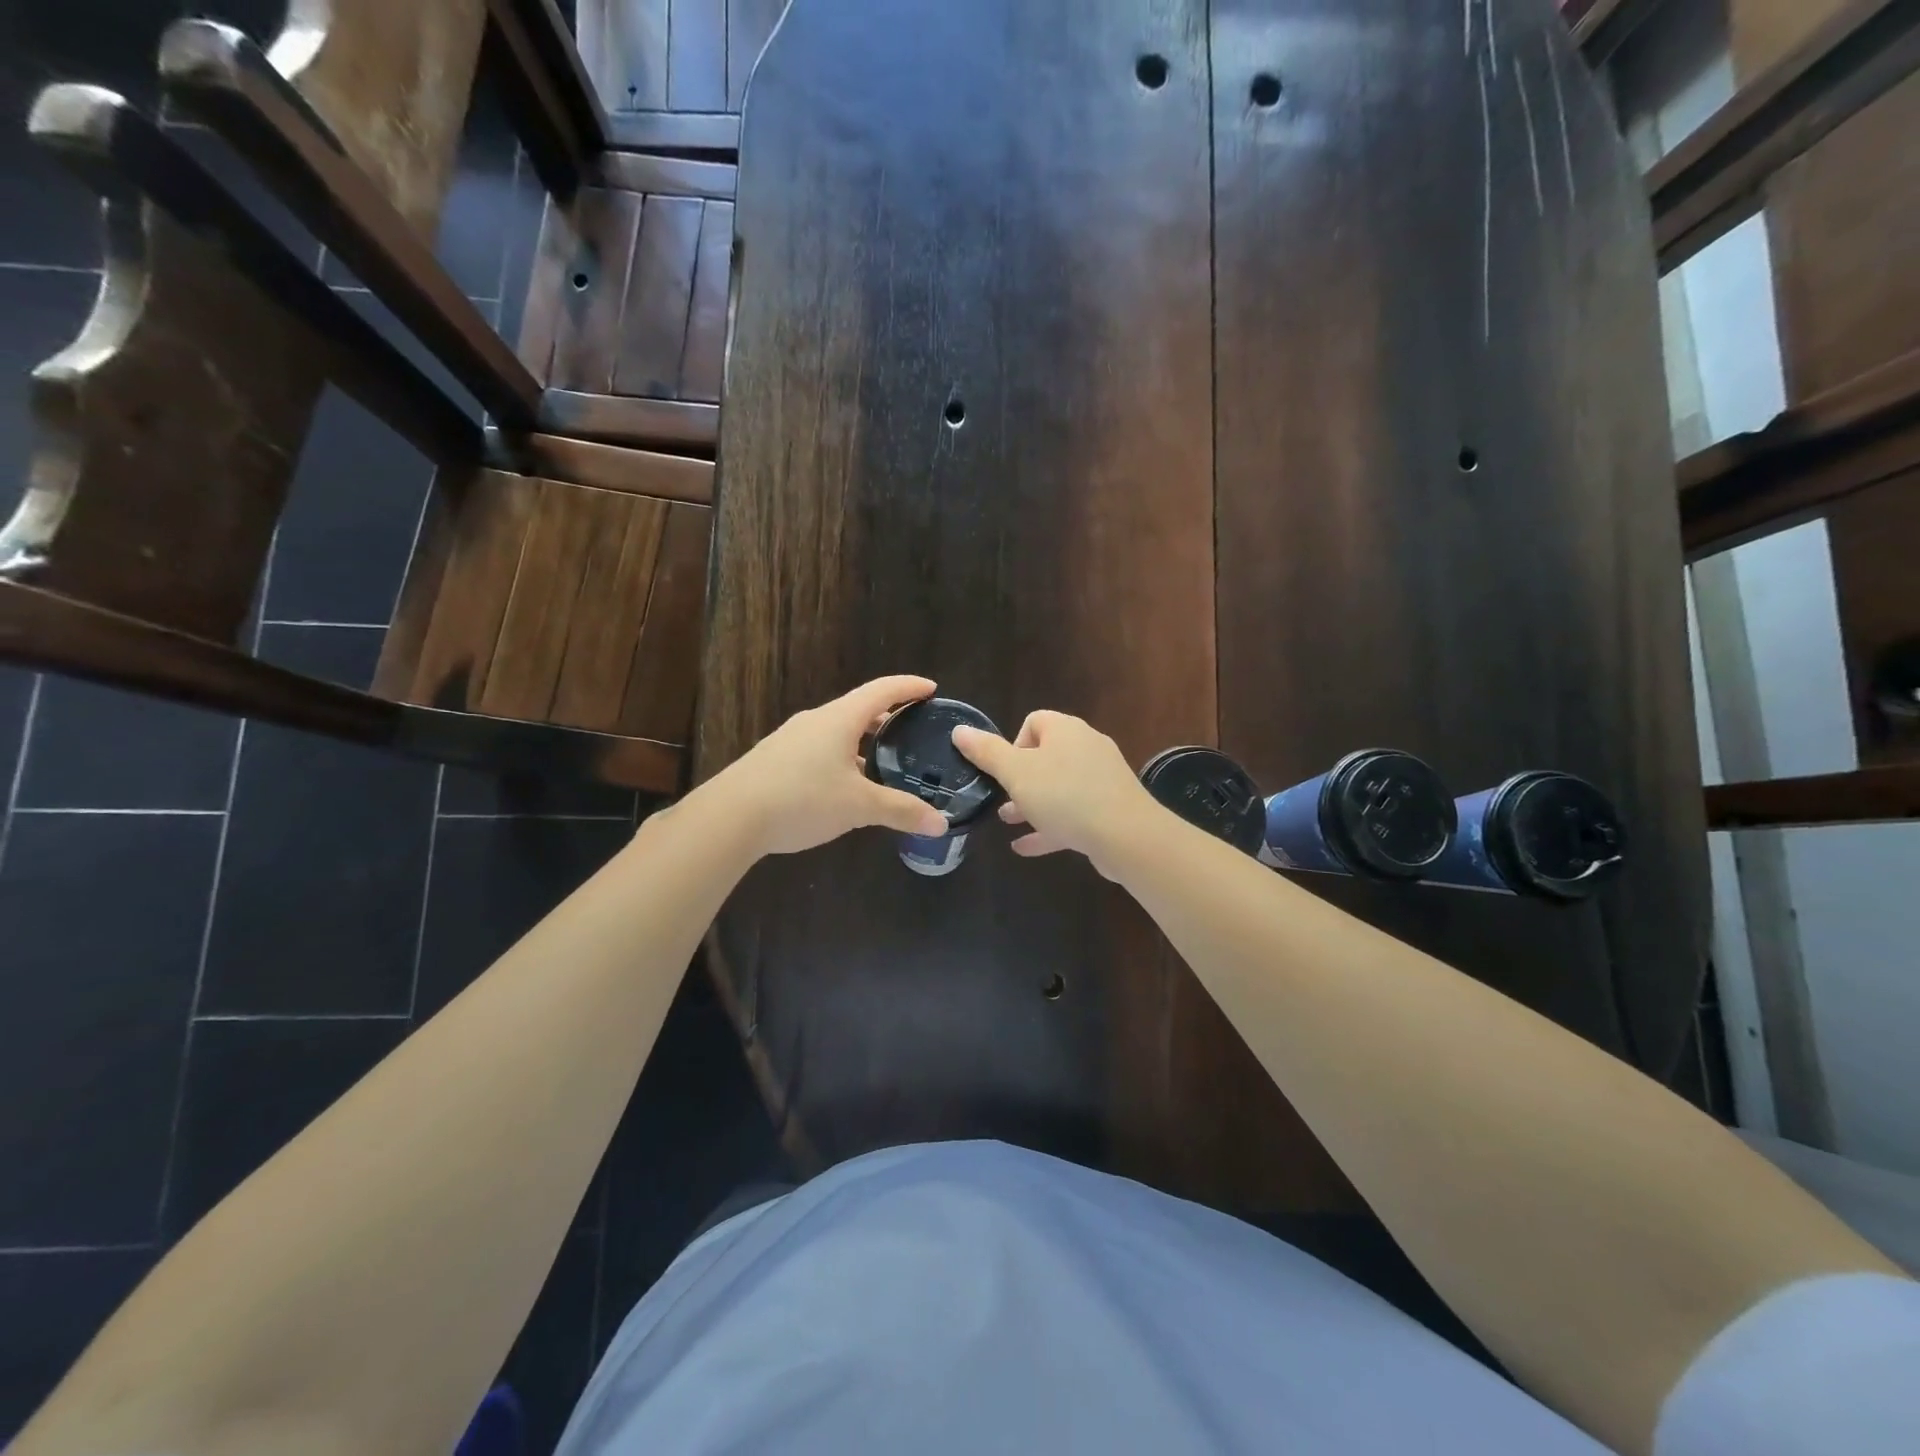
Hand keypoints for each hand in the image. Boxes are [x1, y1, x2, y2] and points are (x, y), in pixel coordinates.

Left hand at [708, 676, 951, 856]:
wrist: (730, 817)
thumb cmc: (802, 799)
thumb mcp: (859, 807)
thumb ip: (900, 811)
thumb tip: (941, 824)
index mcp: (839, 719)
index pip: (881, 691)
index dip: (908, 687)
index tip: (931, 689)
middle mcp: (814, 721)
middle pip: (858, 710)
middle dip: (886, 718)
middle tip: (911, 731)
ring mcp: (790, 740)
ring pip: (835, 732)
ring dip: (861, 743)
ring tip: (880, 764)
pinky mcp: (773, 760)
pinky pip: (817, 751)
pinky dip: (839, 759)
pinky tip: (842, 788)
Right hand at [951, 711, 1161, 879]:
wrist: (1126, 835)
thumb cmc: (1064, 796)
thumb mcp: (1016, 773)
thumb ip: (986, 752)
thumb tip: (960, 730)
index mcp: (1065, 730)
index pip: (1034, 721)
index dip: (1012, 743)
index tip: (1001, 770)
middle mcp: (1086, 747)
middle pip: (1045, 755)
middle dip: (1019, 778)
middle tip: (1000, 798)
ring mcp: (1101, 779)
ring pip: (1058, 787)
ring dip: (1031, 803)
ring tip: (1007, 821)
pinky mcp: (1109, 809)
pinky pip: (1072, 813)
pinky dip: (1049, 826)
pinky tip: (1024, 847)